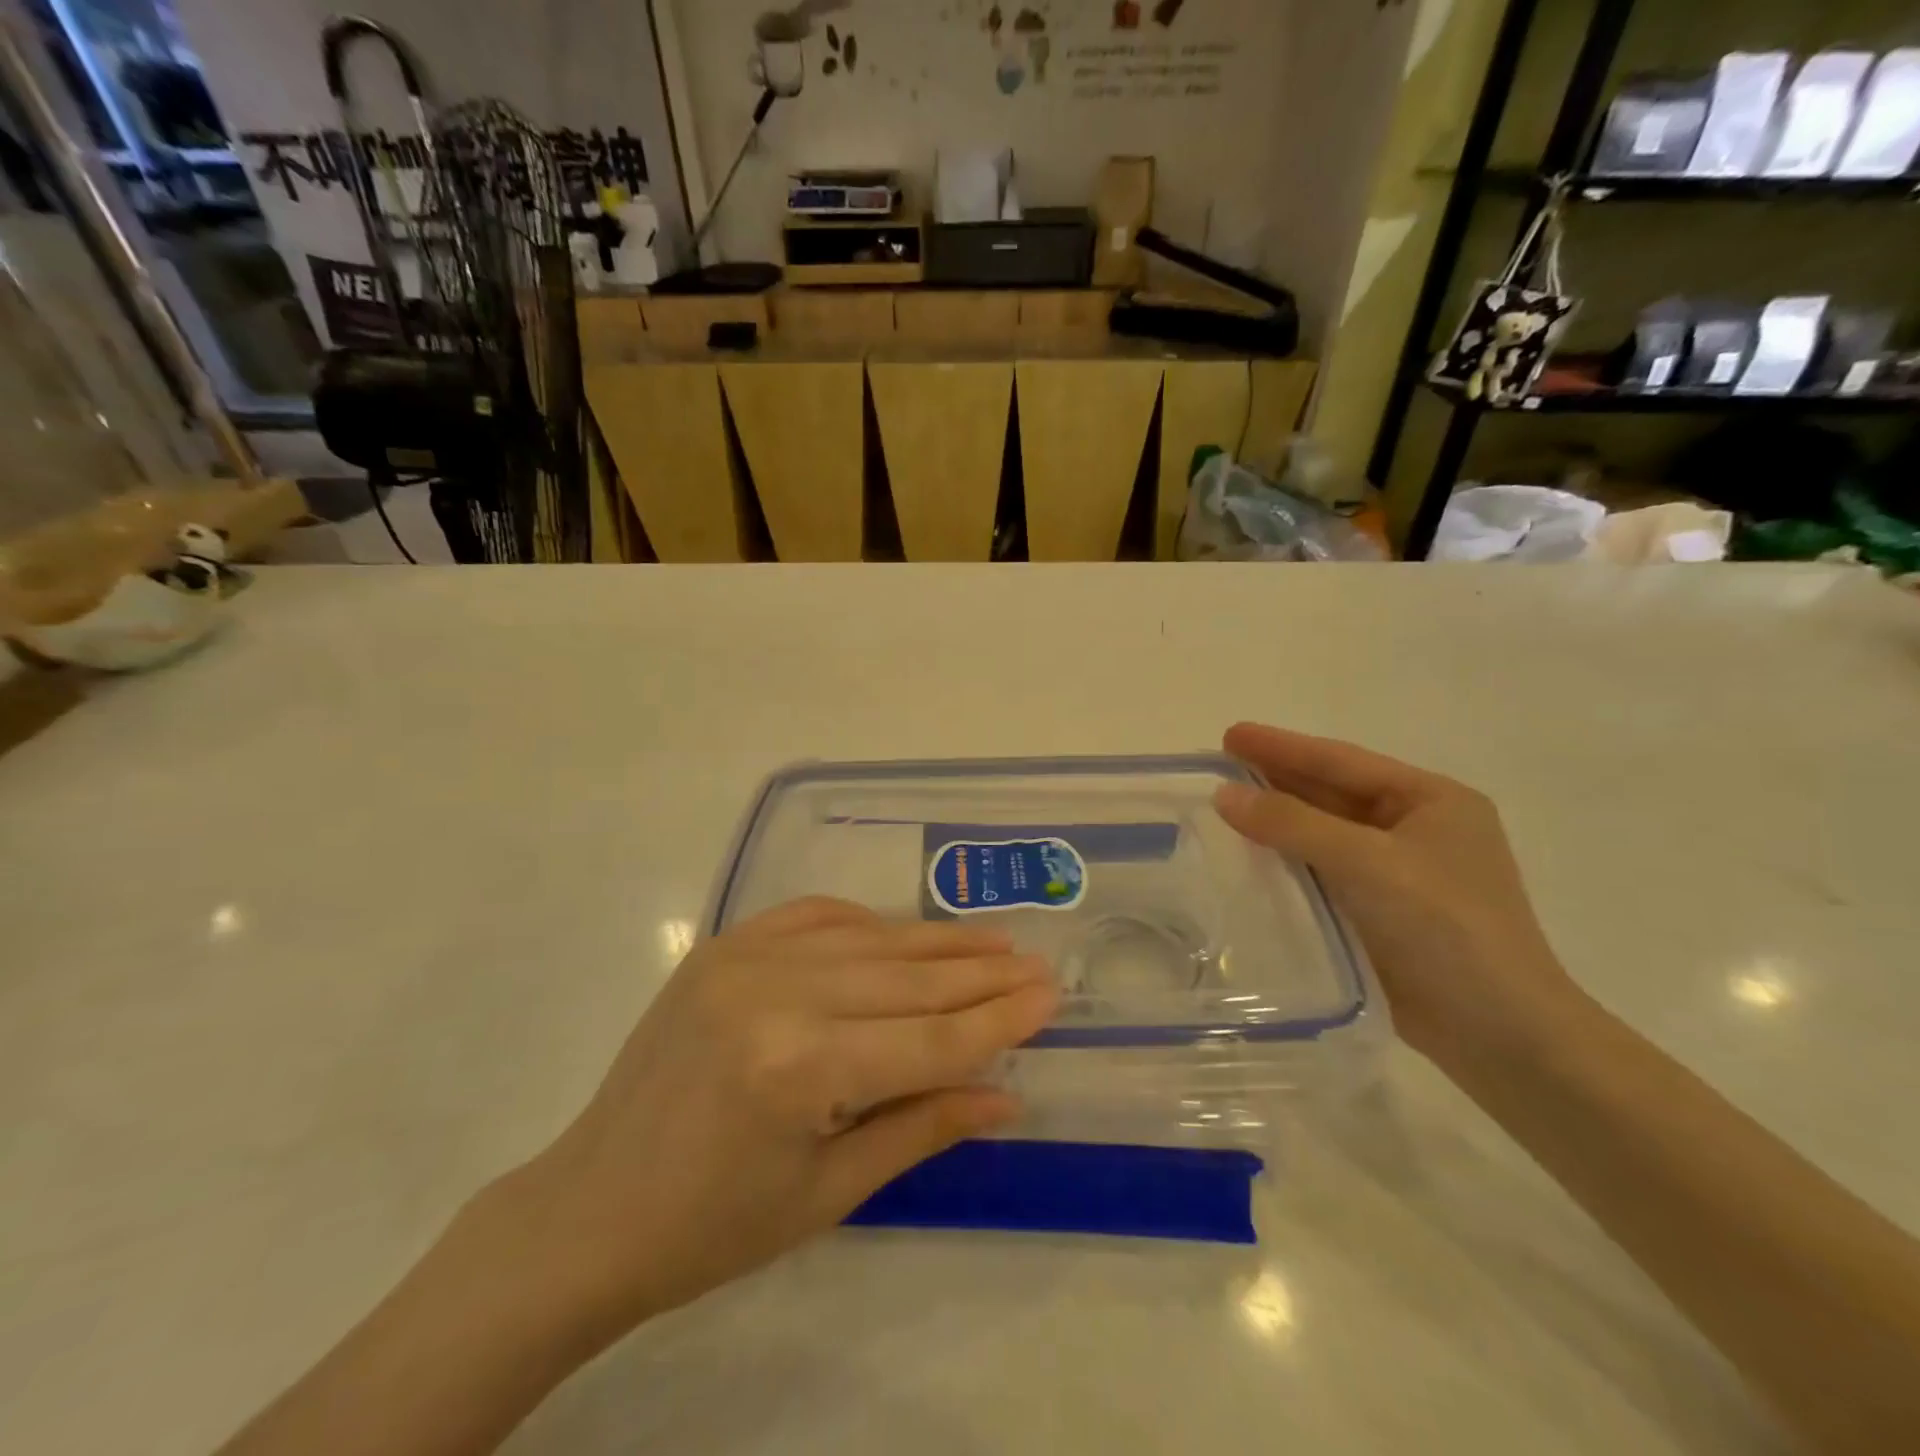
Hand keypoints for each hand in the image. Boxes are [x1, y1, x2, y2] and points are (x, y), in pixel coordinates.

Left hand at [496, 897, 1058, 1339]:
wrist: (590, 1209)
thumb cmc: (714, 1227)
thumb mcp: (830, 1192)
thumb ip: (923, 1128)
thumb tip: (1007, 1095)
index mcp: (801, 1069)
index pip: (930, 1039)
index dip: (998, 1020)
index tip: (1051, 996)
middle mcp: (777, 994)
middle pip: (908, 979)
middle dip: (982, 974)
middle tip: (1037, 962)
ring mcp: (744, 957)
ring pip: (869, 940)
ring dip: (937, 941)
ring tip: (993, 940)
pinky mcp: (723, 945)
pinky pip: (814, 915)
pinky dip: (866, 921)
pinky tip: (902, 930)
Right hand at [1214, 723, 1588, 1065]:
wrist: (1500, 1033)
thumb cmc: (1446, 929)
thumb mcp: (1369, 863)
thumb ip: (1293, 824)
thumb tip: (1224, 794)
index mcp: (1432, 801)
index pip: (1343, 761)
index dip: (1282, 746)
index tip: (1229, 735)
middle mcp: (1416, 829)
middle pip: (1332, 793)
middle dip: (1276, 778)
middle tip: (1219, 766)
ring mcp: (1399, 873)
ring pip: (1324, 833)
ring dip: (1277, 820)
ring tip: (1223, 806)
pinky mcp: (1380, 912)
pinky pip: (1322, 871)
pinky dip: (1286, 860)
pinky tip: (1248, 857)